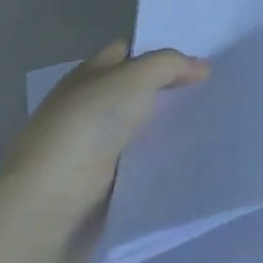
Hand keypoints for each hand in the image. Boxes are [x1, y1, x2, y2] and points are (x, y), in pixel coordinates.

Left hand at [0, 42, 206, 250]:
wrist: (45, 212)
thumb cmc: (85, 132)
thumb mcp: (133, 79)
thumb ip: (170, 65)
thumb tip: (201, 68)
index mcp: (86, 78)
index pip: (127, 52)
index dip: (160, 50)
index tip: (202, 56)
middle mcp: (87, 109)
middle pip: (137, 91)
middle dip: (172, 88)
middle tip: (216, 88)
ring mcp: (93, 150)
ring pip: (143, 128)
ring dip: (171, 126)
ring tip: (214, 120)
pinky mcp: (102, 187)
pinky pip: (142, 163)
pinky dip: (163, 159)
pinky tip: (192, 155)